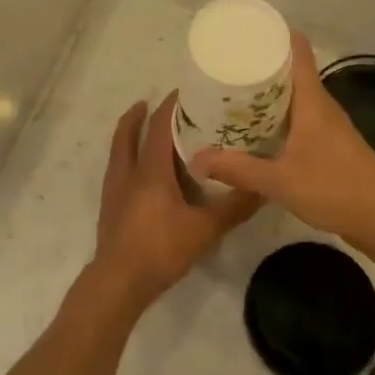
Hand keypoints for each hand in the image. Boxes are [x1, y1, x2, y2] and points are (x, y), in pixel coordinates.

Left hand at [92, 93, 260, 311]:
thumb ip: (234, 207)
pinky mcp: (110, 207)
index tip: (185, 91)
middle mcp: (128, 172)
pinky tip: (145, 174)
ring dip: (130, 135)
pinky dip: (130, 159)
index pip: (159, 125)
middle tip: (157, 104)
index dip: (170, 105)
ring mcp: (115, 190)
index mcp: (150, 170)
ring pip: (119, 151)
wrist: (118, 283)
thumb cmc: (160, 249)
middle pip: (127, 132)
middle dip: (139, 115)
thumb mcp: (205, 229)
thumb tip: (264, 187)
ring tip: (148, 132)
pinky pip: (119, 170)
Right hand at [194, 31, 374, 250]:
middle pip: (293, 71)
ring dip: (270, 94)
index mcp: (312, 101)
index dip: (275, 35)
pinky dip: (280, 116)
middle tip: (227, 68)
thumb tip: (197, 159)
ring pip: (296, 96)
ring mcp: (330, 125)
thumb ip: (238, 169)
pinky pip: (301, 117)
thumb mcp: (279, 181)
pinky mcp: (332, 144)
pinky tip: (260, 132)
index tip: (246, 32)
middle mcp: (322, 105)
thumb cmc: (334, 189)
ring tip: (235, 96)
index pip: (298, 51)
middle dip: (262, 66)